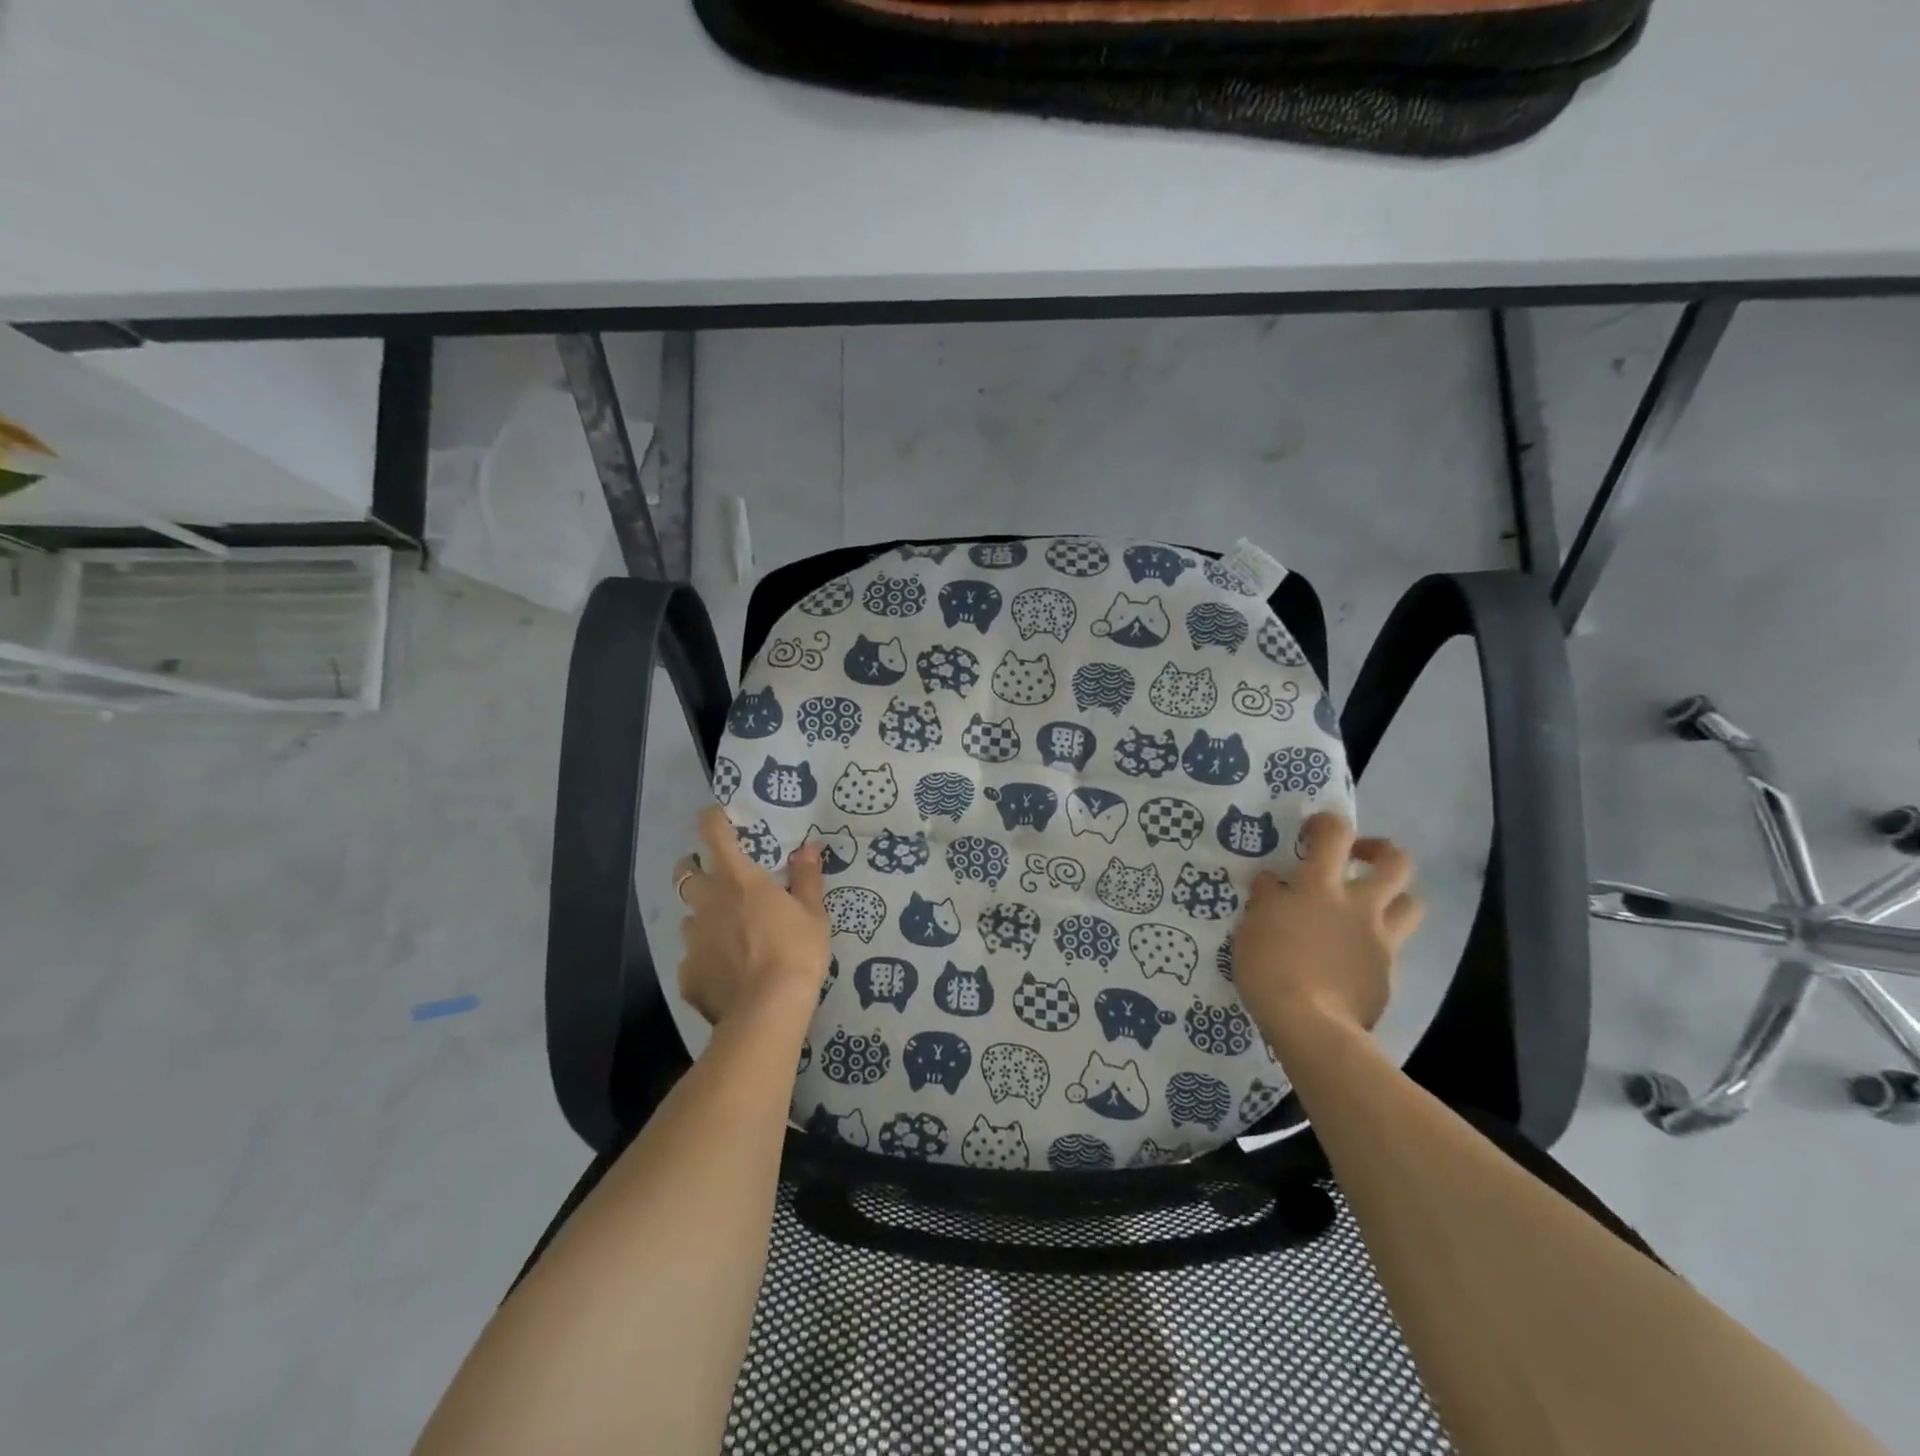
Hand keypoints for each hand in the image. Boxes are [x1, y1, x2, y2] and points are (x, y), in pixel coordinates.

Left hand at [674, 806, 829, 1033]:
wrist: (767, 1011)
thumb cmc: (796, 952)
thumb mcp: (813, 913)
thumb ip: (806, 877)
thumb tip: (808, 847)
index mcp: (739, 880)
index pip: (714, 835)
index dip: (711, 819)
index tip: (716, 816)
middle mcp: (708, 903)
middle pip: (685, 872)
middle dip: (693, 867)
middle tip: (713, 874)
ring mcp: (692, 939)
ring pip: (688, 917)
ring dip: (702, 916)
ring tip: (727, 932)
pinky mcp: (687, 973)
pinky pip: (692, 957)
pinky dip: (706, 958)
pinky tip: (726, 972)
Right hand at [1233, 813, 1422, 1049]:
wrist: (1311, 1025)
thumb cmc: (1270, 967)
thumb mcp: (1252, 926)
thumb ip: (1267, 899)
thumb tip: (1274, 884)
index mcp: (1320, 887)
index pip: (1335, 834)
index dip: (1327, 822)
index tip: (1312, 831)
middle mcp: (1359, 906)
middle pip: (1396, 863)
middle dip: (1380, 851)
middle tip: (1358, 858)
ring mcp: (1380, 940)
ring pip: (1412, 904)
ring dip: (1394, 898)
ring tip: (1368, 907)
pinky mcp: (1388, 974)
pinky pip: (1392, 948)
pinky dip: (1375, 944)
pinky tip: (1351, 958)